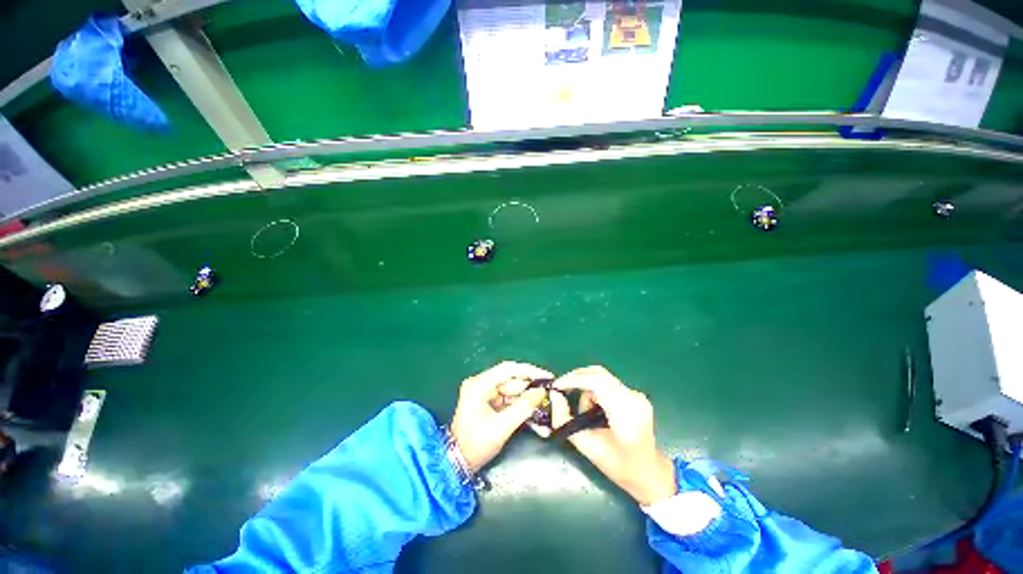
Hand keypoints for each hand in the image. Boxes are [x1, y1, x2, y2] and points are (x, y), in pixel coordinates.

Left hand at [451, 361, 552, 470]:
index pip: (508, 370)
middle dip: (530, 387)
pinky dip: (520, 404)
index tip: (547, 376)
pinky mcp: (487, 401)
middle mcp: (480, 383)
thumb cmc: (476, 444)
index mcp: (479, 384)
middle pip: (510, 379)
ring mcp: (483, 392)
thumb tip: (541, 392)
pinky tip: (533, 410)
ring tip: (544, 403)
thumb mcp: (502, 427)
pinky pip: (508, 398)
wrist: (457, 463)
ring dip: (526, 397)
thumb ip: (523, 408)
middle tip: (549, 392)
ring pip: (511, 389)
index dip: (529, 371)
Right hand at [551, 366, 675, 505]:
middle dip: (576, 378)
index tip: (557, 386)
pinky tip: (594, 407)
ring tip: (584, 410)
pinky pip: (608, 382)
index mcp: (625, 415)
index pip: (598, 383)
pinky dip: (595, 389)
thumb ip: (565, 420)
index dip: (574, 380)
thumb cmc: (617, 465)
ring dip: (586, 385)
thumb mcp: (586, 446)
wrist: (648, 471)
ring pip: (602, 376)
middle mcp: (634, 399)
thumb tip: (554, 396)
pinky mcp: (635, 393)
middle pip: (599, 374)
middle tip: (561, 389)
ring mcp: (637, 394)